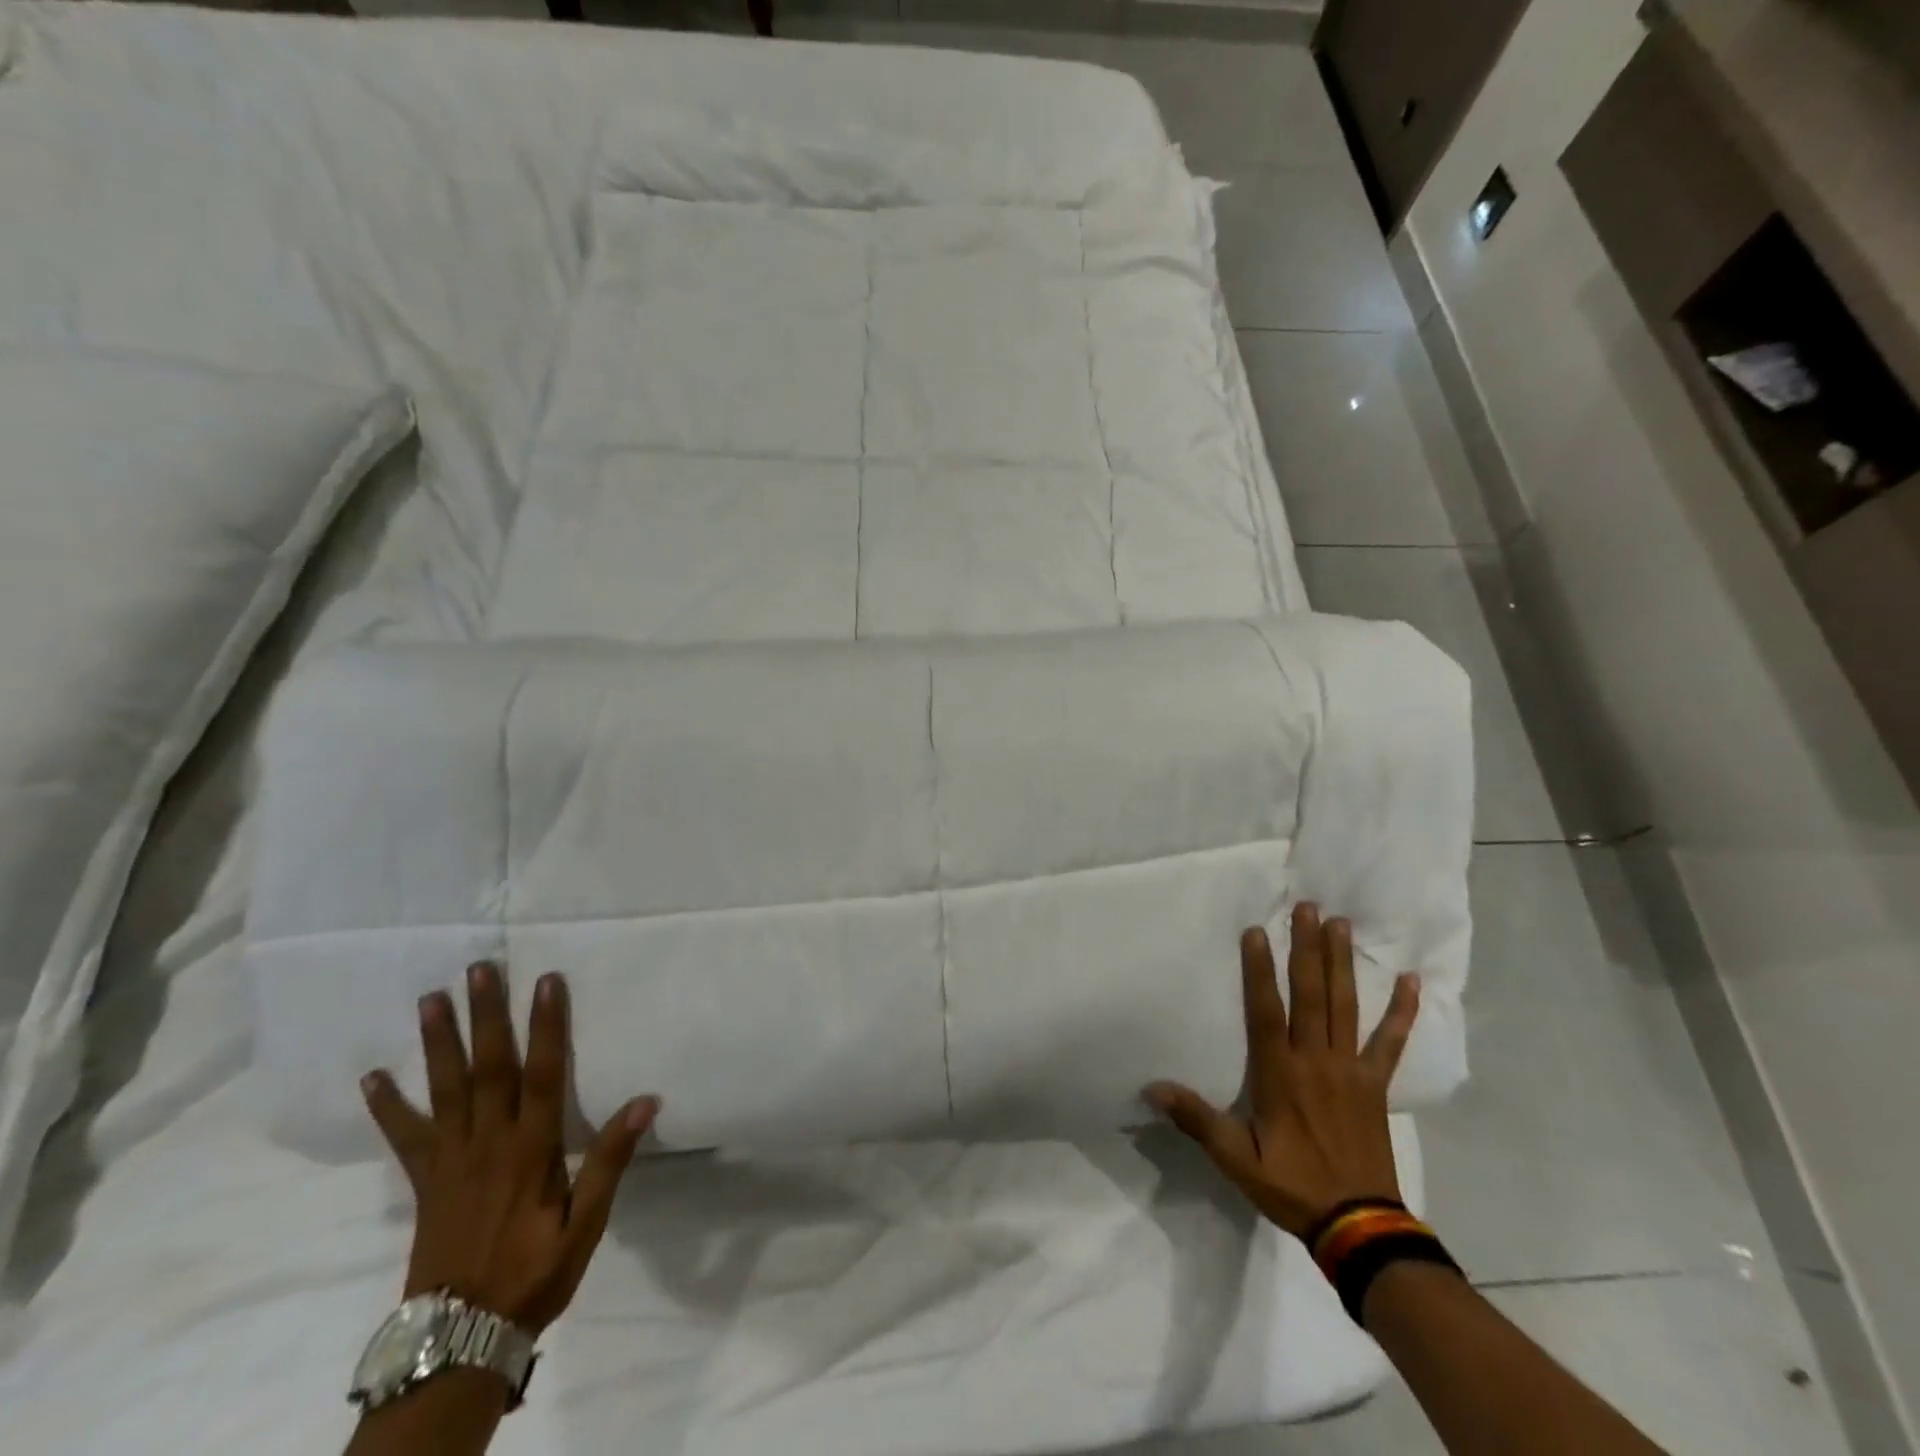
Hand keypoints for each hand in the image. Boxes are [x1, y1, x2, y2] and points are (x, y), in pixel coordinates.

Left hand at [360, 963, 658, 1334]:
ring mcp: (450, 1160)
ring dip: (438, 1042)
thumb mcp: (587, 1223)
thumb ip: (611, 1160)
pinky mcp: (425, 1181)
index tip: (546, 981)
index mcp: (532, 1149)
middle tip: (479, 969)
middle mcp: (488, 1143)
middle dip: (487, 1016)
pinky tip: (373, 1077)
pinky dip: (388, 1106)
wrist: (460, 1338)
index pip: (542, 1074)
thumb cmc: (536, 1272)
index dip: (546, 1025)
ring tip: (431, 999)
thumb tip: (646, 1101)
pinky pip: (405, 1137)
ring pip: (445, 1089)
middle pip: (488, 1068)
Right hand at [1145, 904, 1419, 1240]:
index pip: (1267, 1011)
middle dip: (1307, 949)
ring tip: (1341, 925)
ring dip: (1343, 964)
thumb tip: (1152, 1088)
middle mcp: (1316, 1061)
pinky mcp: (1375, 1084)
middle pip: (1311, 995)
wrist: (1360, 1228)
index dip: (1260, 970)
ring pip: (1345, 1006)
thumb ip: (1198, 1120)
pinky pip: (1390, 1042)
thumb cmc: (1292, 1186)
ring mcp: (1350, 1070)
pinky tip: (1411, 981)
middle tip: (1308, 908)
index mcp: (1280, 1074)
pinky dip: (1402, 1012)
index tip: (1257, 931)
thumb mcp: (1236, 1159)